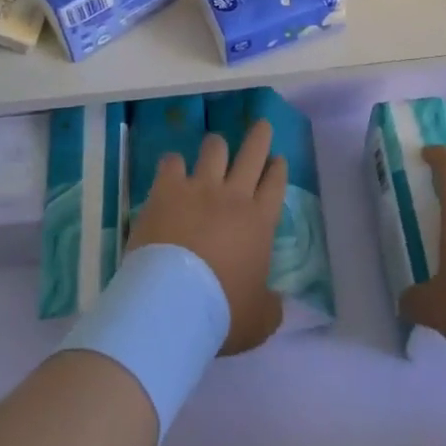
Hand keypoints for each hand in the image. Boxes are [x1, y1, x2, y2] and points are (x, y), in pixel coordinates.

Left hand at [127, 119, 287, 355]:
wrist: (172, 302)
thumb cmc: (221, 312)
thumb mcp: (258, 321)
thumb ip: (270, 307)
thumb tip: (276, 303)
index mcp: (259, 222)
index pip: (275, 184)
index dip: (278, 169)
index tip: (278, 159)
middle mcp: (233, 196)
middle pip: (252, 154)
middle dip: (259, 136)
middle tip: (261, 124)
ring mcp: (199, 188)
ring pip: (214, 149)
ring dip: (217, 146)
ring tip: (216, 144)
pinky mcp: (167, 189)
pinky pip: (172, 162)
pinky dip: (174, 163)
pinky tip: (172, 166)